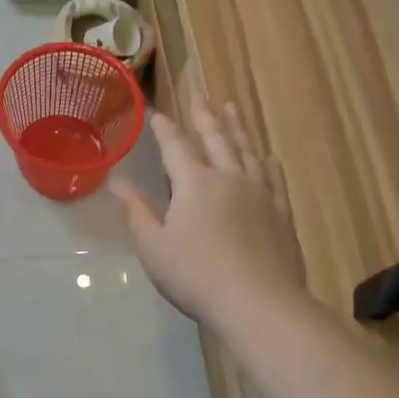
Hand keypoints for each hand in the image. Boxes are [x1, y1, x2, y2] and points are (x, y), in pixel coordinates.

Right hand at [111, 95, 305, 325]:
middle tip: (199, 94)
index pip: (176, 146)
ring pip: (246, 149)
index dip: (165, 129)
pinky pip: (273, 176)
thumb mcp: (154, 247)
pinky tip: (266, 156)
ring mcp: (259, 192)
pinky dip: (265, 161)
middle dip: (203, 115)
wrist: (259, 303)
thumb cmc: (197, 276)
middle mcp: (228, 177)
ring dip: (236, 127)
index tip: (158, 114)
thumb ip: (136, 212)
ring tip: (231, 108)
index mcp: (194, 183)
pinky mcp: (280, 212)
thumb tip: (117, 182)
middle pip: (215, 138)